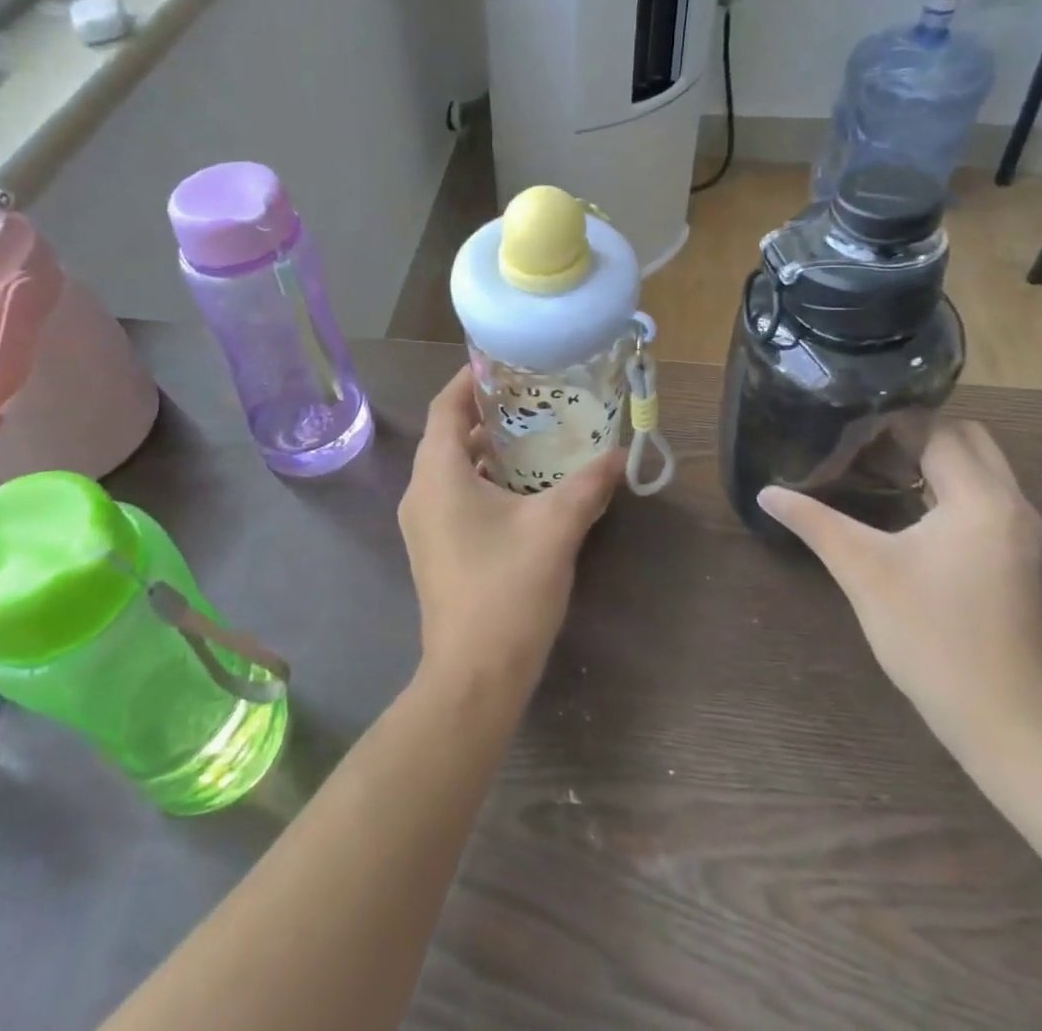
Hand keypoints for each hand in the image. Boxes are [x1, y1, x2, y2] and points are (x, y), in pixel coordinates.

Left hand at [398, 368, 622, 690]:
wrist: (473, 677)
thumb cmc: (507, 591)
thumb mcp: (556, 528)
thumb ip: (588, 484)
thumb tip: (621, 454)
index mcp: (438, 474)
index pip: (445, 406)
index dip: (469, 379)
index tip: (504, 363)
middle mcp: (420, 492)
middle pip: (447, 434)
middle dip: (486, 412)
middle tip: (531, 397)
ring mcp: (423, 524)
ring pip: (451, 467)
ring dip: (486, 449)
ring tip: (534, 435)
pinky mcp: (434, 548)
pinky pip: (453, 495)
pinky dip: (482, 479)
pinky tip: (524, 487)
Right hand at [758, 420, 1041, 760]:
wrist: (1002, 719)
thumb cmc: (930, 636)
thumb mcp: (862, 571)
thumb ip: (814, 522)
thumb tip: (766, 491)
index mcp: (980, 499)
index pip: (938, 431)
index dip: (892, 422)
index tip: (845, 425)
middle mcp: (1012, 505)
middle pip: (968, 439)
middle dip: (919, 433)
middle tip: (863, 444)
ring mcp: (1020, 533)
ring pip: (981, 468)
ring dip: (936, 459)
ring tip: (876, 466)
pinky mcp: (1017, 557)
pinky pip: (985, 497)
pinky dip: (950, 486)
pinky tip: (907, 506)